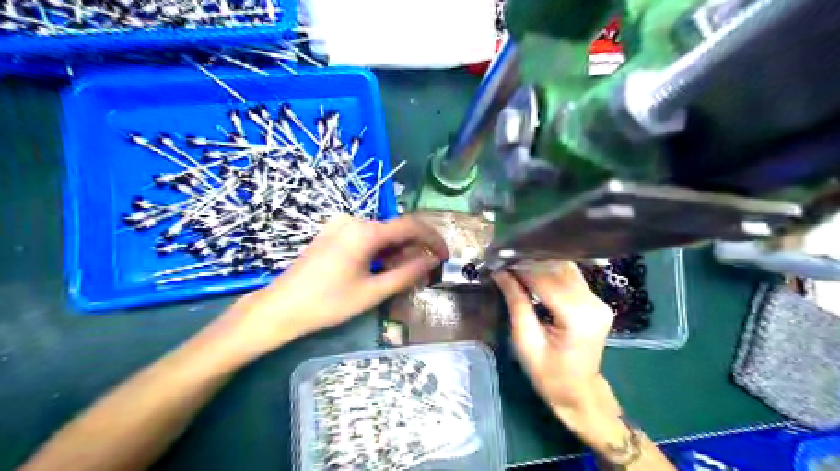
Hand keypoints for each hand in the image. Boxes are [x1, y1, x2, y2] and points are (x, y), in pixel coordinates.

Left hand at [219, 216, 448, 357]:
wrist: (280, 308)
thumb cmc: (328, 303)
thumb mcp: (373, 291)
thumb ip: (407, 273)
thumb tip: (432, 260)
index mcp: (365, 231)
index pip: (411, 225)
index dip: (433, 239)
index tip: (445, 256)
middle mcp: (353, 220)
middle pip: (395, 229)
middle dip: (414, 249)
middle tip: (424, 273)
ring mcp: (340, 225)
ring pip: (381, 234)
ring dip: (397, 251)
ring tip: (404, 275)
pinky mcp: (332, 233)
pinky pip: (365, 237)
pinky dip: (380, 251)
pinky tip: (381, 269)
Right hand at [493, 263, 613, 417]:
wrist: (577, 392)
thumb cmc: (548, 375)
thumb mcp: (526, 341)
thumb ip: (517, 303)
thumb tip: (501, 273)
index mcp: (577, 317)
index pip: (546, 280)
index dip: (521, 269)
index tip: (499, 263)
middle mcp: (593, 304)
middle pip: (558, 270)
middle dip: (529, 264)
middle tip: (504, 263)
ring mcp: (598, 301)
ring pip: (566, 269)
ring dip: (540, 265)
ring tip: (516, 267)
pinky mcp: (596, 301)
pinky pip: (572, 277)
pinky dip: (551, 272)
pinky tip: (533, 274)